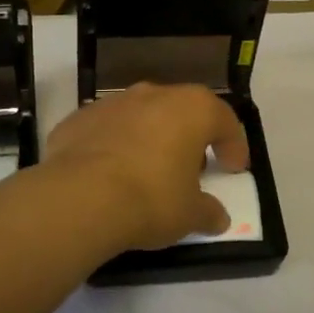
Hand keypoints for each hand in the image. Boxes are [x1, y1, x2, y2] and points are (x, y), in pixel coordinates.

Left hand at [45, 83, 251, 252]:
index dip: (233, 145)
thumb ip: (208, 212)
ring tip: (148, 170)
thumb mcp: (190, 214)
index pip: (224, 120)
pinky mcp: (79, 118)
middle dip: (189, 137)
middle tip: (192, 168)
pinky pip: (107, 130)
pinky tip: (110, 174)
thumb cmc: (151, 198)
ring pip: (142, 116)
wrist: (79, 198)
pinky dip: (114, 146)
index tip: (234, 168)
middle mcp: (154, 95)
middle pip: (182, 111)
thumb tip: (218, 217)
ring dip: (150, 138)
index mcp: (192, 109)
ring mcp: (113, 103)